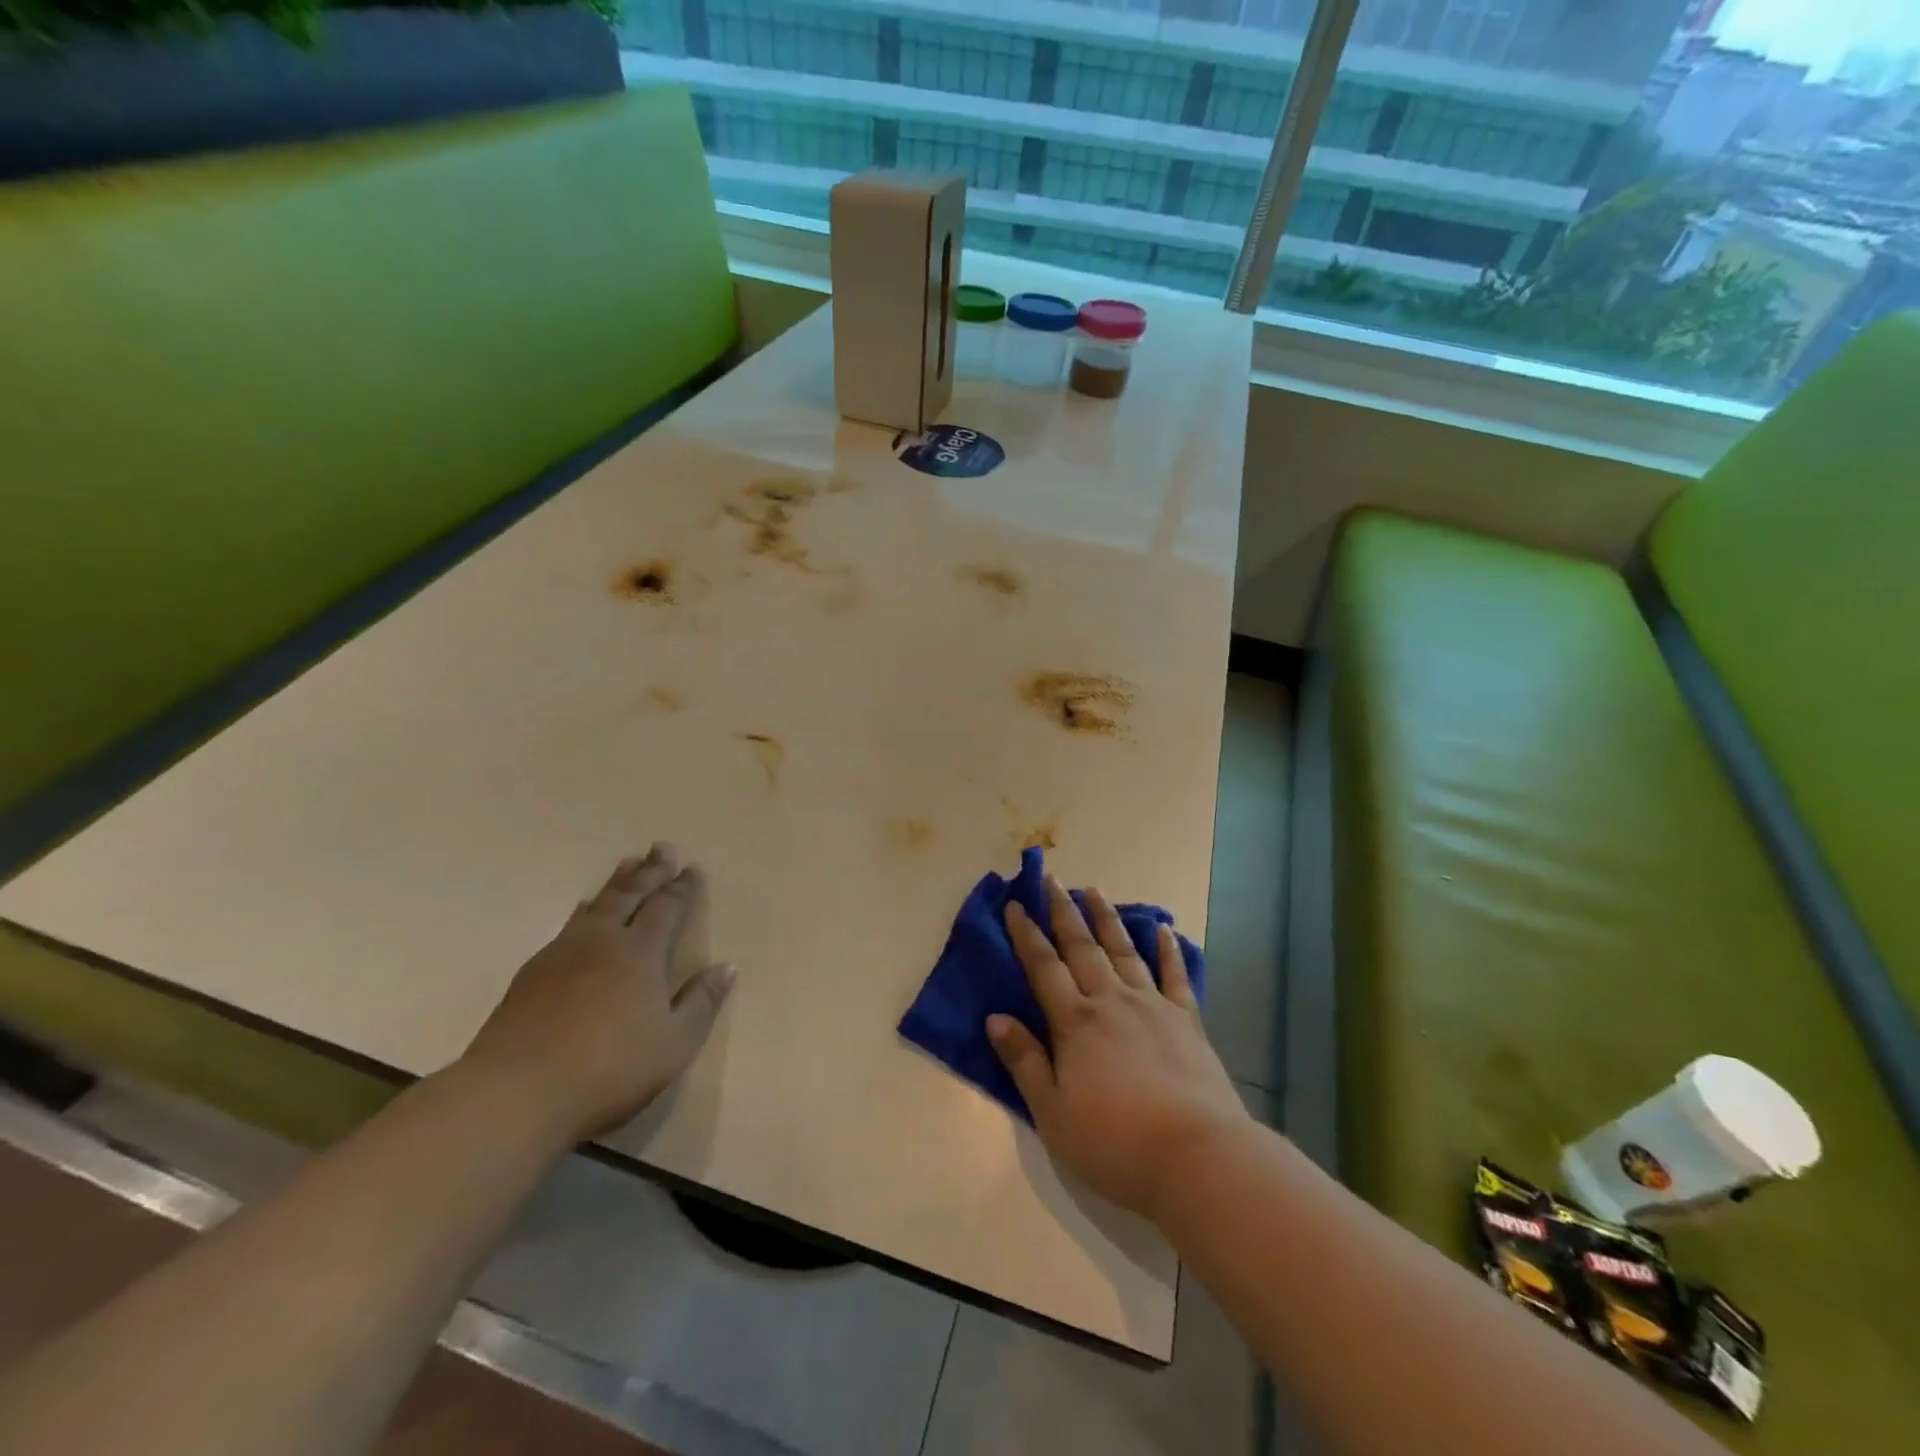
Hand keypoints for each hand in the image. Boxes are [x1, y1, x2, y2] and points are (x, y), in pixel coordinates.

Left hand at [460, 844, 735, 1142]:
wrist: (515, 1093)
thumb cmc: (608, 1069)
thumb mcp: (674, 1044)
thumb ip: (702, 1003)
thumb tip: (727, 967)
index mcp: (641, 953)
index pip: (667, 908)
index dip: (682, 888)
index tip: (692, 869)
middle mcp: (603, 941)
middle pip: (630, 894)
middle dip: (650, 871)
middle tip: (661, 847)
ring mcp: (562, 954)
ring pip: (596, 904)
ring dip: (616, 883)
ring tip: (627, 865)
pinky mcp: (531, 974)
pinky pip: (569, 925)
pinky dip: (586, 910)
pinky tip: (583, 915)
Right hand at [989, 877, 1246, 1219]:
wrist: (1197, 1157)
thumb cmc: (1115, 1142)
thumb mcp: (1052, 1113)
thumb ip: (1024, 1061)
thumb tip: (995, 1017)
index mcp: (1075, 1022)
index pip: (1043, 967)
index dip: (1027, 935)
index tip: (1016, 904)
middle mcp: (1111, 1001)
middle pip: (1081, 948)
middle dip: (1063, 912)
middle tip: (1051, 880)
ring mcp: (1153, 1006)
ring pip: (1123, 950)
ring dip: (1106, 918)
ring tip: (1093, 890)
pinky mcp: (1187, 1020)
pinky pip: (1174, 975)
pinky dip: (1167, 949)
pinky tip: (1164, 929)